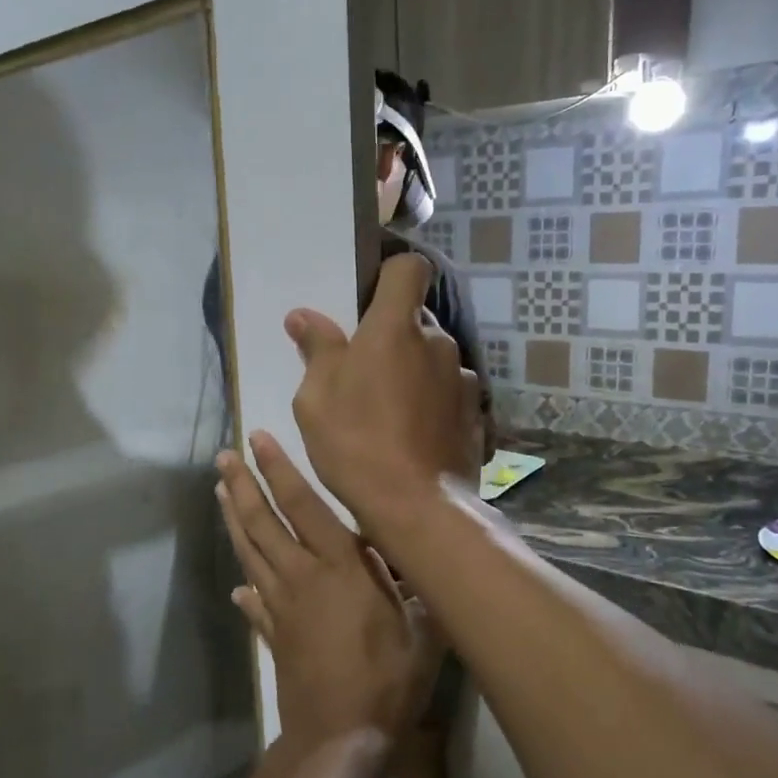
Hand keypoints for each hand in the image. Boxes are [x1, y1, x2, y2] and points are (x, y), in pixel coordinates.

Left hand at [216, 432, 442, 749]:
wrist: (340, 738)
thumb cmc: (388, 680)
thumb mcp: (422, 630)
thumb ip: (417, 590)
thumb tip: (422, 560)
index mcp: (339, 567)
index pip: (303, 506)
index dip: (279, 470)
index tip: (257, 440)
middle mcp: (302, 578)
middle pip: (264, 524)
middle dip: (242, 487)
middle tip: (223, 458)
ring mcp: (281, 607)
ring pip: (251, 554)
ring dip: (235, 521)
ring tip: (220, 494)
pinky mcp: (273, 636)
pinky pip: (255, 604)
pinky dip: (245, 590)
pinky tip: (238, 587)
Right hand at [284, 253, 482, 529]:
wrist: (416, 508)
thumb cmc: (355, 444)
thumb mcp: (316, 398)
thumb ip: (316, 349)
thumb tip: (302, 316)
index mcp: (395, 329)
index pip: (408, 269)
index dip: (390, 274)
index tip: (369, 299)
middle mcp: (437, 343)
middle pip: (415, 321)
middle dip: (391, 337)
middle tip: (361, 373)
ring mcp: (461, 380)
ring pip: (432, 359)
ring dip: (412, 372)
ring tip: (387, 412)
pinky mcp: (475, 414)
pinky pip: (446, 393)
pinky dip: (430, 402)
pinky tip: (412, 435)